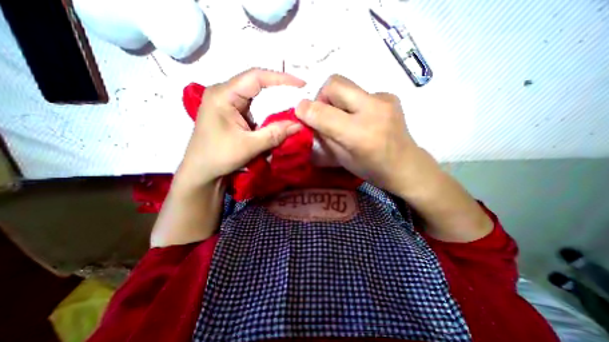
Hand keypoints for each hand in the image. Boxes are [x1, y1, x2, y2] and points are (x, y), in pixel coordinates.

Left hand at [179, 68, 307, 186]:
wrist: (201, 171)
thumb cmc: (218, 157)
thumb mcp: (249, 146)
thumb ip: (275, 134)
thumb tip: (299, 125)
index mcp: (223, 95)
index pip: (255, 77)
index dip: (280, 78)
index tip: (301, 84)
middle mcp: (224, 93)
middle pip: (256, 84)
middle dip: (280, 89)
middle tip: (301, 95)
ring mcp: (228, 102)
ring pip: (256, 95)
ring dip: (275, 101)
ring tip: (294, 104)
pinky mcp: (232, 113)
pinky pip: (254, 107)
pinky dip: (268, 111)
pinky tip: (279, 115)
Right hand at [295, 74, 418, 195]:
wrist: (406, 165)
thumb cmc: (371, 169)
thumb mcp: (342, 160)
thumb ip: (324, 137)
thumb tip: (308, 118)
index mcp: (359, 135)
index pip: (323, 113)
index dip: (305, 110)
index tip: (299, 112)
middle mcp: (373, 111)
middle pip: (334, 83)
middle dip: (321, 95)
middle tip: (324, 112)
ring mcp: (385, 99)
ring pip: (347, 84)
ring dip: (337, 99)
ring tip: (343, 117)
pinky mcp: (390, 96)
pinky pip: (360, 91)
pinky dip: (352, 102)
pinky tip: (361, 117)